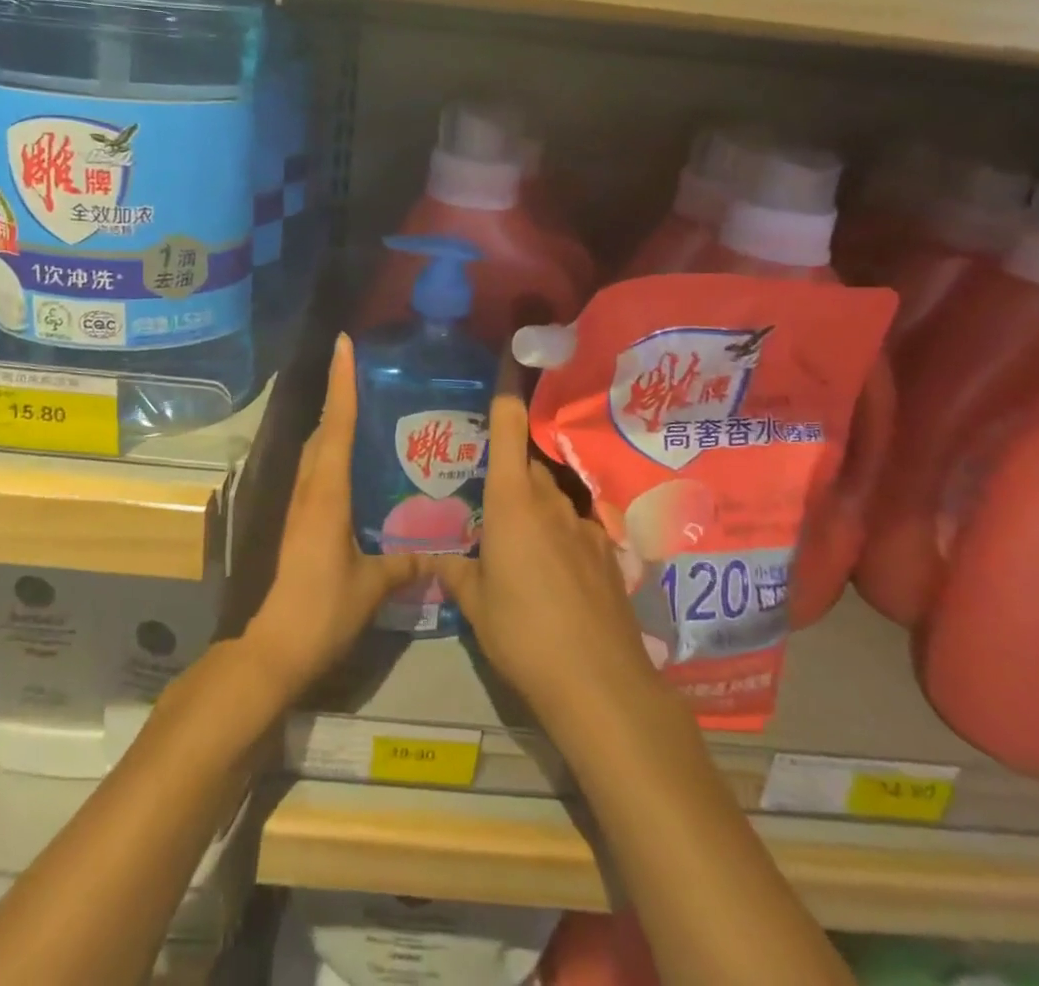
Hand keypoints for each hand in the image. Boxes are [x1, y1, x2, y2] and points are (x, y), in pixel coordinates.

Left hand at [242, 335, 425, 700]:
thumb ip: (404, 562)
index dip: (341, 382)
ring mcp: (300, 505)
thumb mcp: (372, 585)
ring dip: (335, 424)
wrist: (275, 647)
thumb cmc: (323, 608)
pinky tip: (358, 465)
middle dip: (340, 396)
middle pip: (322, 430)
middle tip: (371, 374)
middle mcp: (309, 488)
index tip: (343, 344)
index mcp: (327, 492)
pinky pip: (318, 472)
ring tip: (369, 411)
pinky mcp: (299, 522)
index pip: (336, 424)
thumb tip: (438, 550)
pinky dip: (333, 453)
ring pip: (317, 450)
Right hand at [431, 356, 665, 731]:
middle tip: (485, 492)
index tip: (507, 355)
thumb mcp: (476, 604)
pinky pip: (573, 527)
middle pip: (527, 465)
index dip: (506, 389)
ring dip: (533, 506)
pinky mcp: (605, 553)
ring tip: (515, 539)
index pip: (509, 427)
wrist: (598, 682)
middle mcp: (550, 501)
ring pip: (551, 497)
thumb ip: (454, 570)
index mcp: (512, 501)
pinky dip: (558, 536)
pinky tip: (552, 575)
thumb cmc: (523, 633)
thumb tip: (433, 554)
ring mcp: (583, 525)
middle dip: (508, 471)